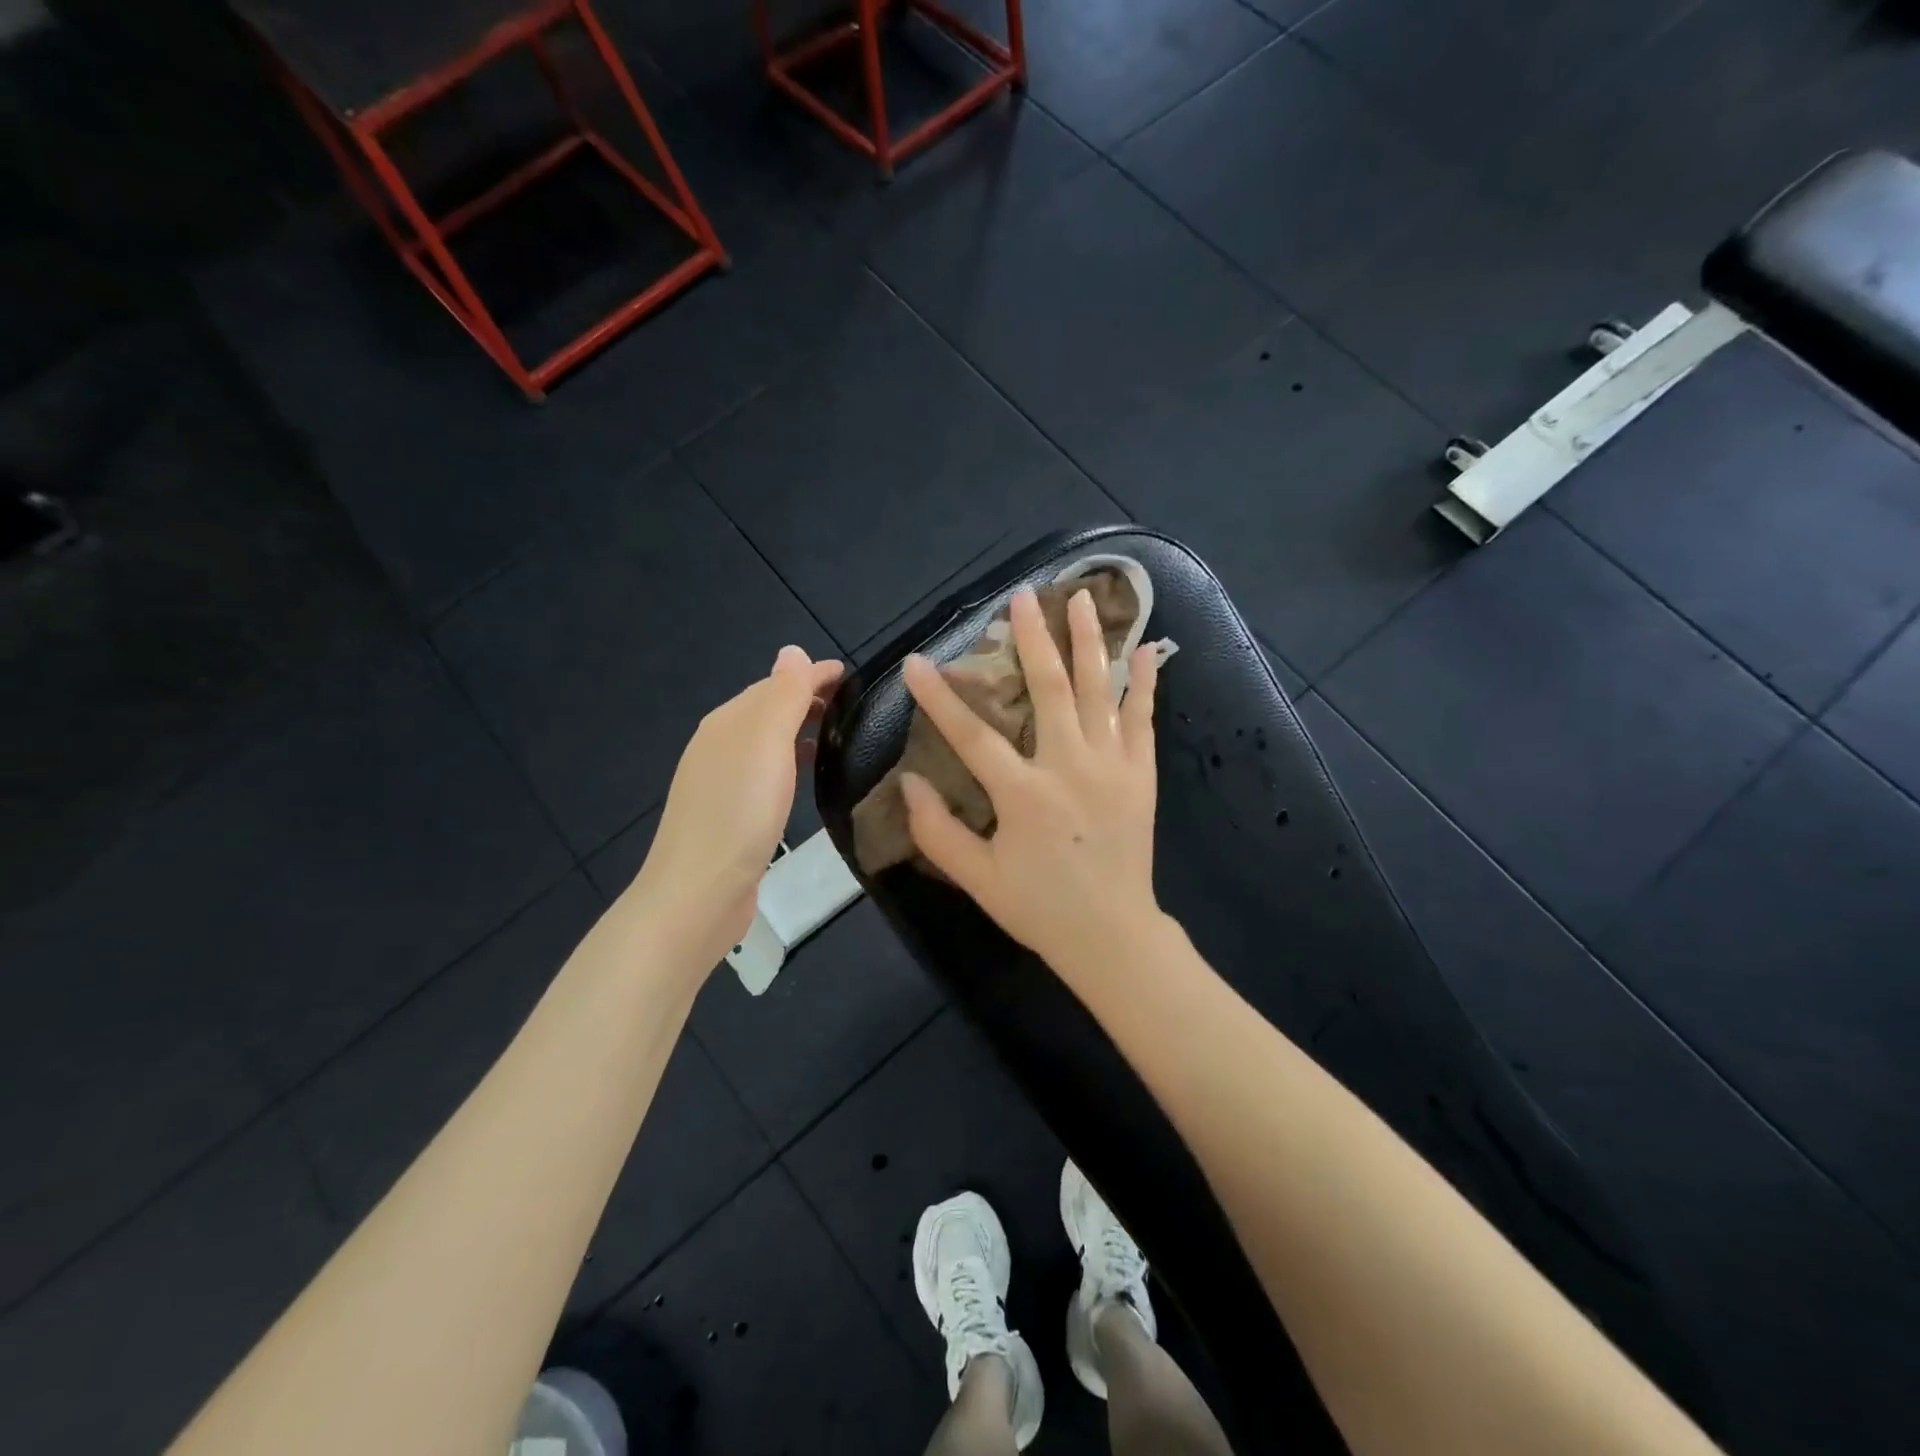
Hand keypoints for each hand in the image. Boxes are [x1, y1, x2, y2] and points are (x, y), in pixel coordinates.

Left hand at [628, 645, 843, 972]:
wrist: (699, 894)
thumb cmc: (739, 813)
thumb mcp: (766, 744)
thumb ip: (783, 696)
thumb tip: (792, 650)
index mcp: (727, 722)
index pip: (775, 684)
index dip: (813, 676)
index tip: (854, 678)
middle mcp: (719, 745)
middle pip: (768, 710)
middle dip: (807, 699)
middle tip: (854, 706)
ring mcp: (720, 782)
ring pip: (766, 742)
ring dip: (799, 730)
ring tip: (838, 736)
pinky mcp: (729, 815)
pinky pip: (765, 771)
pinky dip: (789, 761)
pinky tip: (804, 777)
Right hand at [900, 588, 1162, 979]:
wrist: (1112, 935)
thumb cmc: (1039, 907)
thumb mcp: (977, 878)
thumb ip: (937, 831)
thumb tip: (909, 781)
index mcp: (1023, 794)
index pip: (971, 734)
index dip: (939, 697)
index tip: (916, 662)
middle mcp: (1068, 767)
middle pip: (1048, 689)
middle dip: (1032, 638)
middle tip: (1022, 597)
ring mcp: (1111, 766)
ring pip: (1098, 690)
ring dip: (1088, 642)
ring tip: (1080, 598)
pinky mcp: (1141, 775)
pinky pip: (1143, 719)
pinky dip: (1146, 683)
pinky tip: (1149, 649)